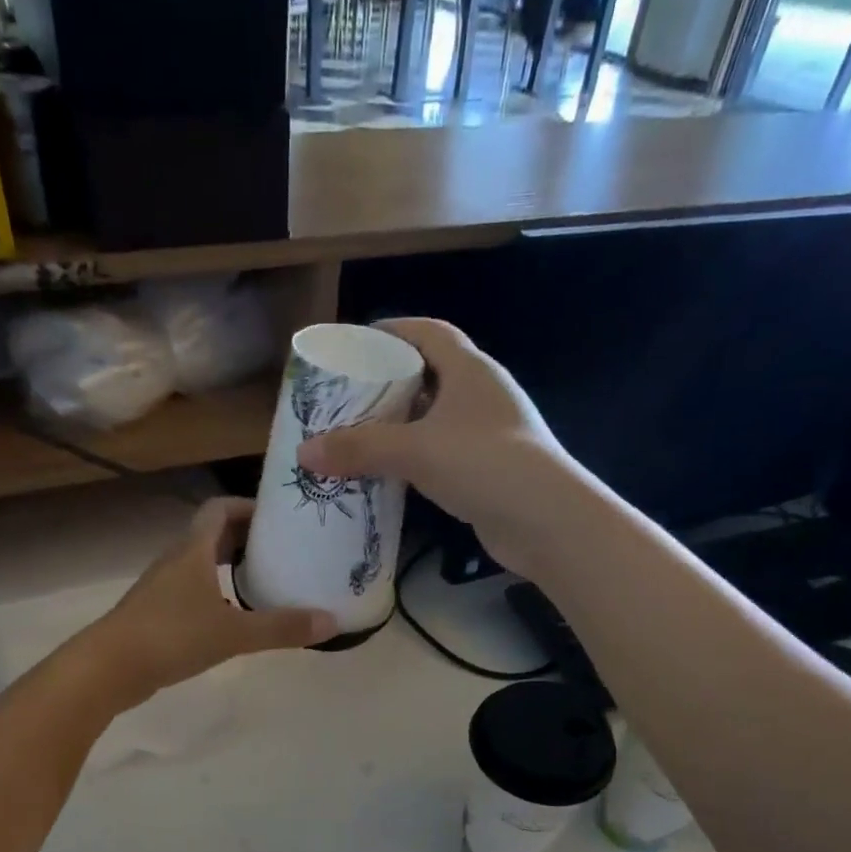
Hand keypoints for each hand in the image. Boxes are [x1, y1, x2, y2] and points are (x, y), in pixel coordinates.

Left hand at [81, 497, 336, 707]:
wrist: (108, 668)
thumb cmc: (171, 636)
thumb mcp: (234, 633)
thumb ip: (281, 628)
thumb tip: (332, 622)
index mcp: (193, 550)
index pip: (220, 509)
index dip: (249, 506)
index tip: (280, 519)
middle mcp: (177, 560)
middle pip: (213, 535)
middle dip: (247, 537)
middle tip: (284, 550)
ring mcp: (163, 588)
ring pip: (202, 564)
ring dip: (231, 566)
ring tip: (267, 581)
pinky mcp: (157, 613)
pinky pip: (193, 590)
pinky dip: (217, 593)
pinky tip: (236, 616)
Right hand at [294, 317, 587, 574]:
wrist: (546, 520)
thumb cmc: (482, 464)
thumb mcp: (414, 450)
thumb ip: (359, 449)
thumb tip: (304, 452)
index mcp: (470, 370)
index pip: (428, 332)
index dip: (393, 330)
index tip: (357, 343)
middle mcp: (483, 394)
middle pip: (430, 375)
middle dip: (391, 383)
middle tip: (350, 397)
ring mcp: (490, 434)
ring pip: (437, 419)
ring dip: (403, 425)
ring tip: (362, 436)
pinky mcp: (490, 470)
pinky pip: (444, 454)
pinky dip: (417, 458)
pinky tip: (392, 475)